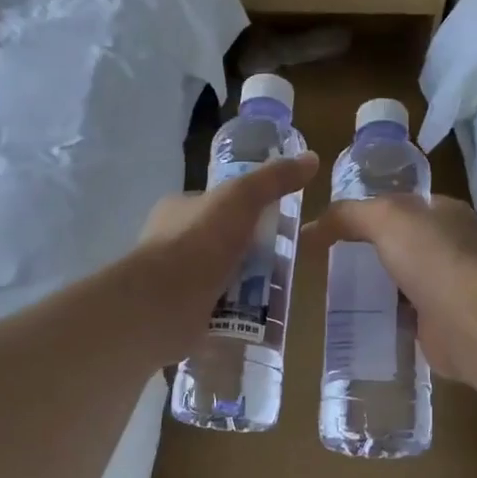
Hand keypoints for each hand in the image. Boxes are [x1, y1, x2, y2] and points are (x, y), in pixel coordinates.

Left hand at [133, 153, 318, 360]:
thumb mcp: (241, 198)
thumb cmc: (199, 242)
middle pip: (225, 243)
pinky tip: (263, 320)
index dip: (248, 210)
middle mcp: (174, 243)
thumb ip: (273, 180)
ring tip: (281, 293)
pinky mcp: (184, 314)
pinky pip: (220, 311)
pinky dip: (239, 316)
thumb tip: (312, 158)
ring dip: (250, 287)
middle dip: (254, 253)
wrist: (164, 304)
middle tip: (286, 262)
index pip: (218, 204)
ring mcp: (178, 282)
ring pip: (224, 279)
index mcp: (179, 210)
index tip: (278, 222)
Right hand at [303, 194, 476, 383]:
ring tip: (334, 290)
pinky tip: (356, 319)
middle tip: (329, 260)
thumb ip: (347, 216)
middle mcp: (451, 247)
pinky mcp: (439, 323)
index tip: (336, 225)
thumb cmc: (432, 257)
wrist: (469, 321)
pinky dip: (383, 317)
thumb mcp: (384, 219)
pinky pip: (403, 315)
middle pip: (401, 244)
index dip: (371, 210)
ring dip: (375, 286)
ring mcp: (447, 287)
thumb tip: (310, 229)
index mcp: (446, 213)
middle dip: (369, 251)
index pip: (404, 205)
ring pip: (402, 281)